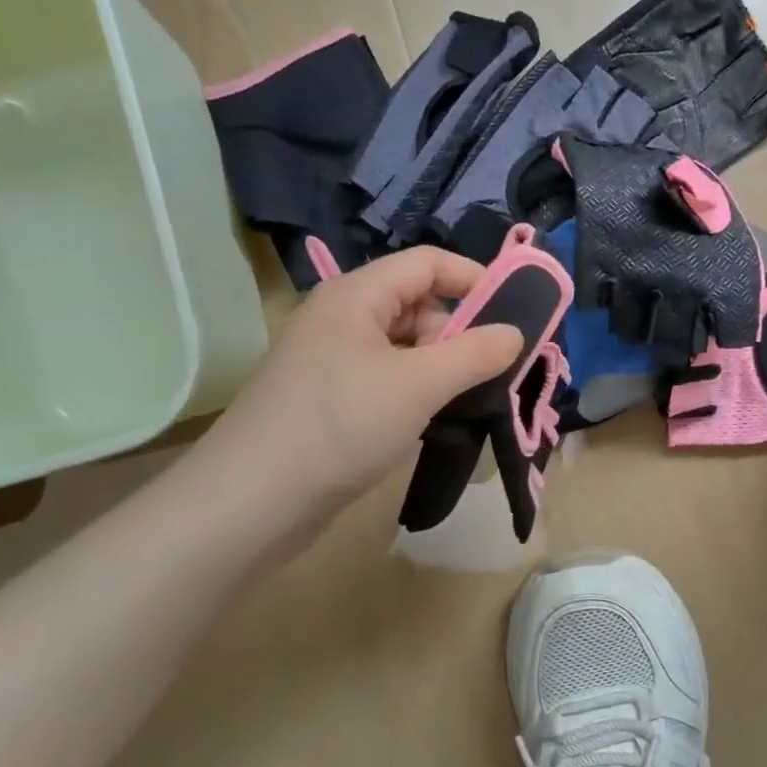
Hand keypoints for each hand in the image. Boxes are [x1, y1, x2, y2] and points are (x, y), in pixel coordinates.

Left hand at [194, 248, 521, 541]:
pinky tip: (432, 419)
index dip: (474, 278)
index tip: (515, 312)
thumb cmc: (339, 426)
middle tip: (490, 372)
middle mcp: (343, 317)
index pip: (428, 263)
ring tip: (465, 401)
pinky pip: (388, 377)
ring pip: (405, 345)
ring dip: (441, 367)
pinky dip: (417, 390)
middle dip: (459, 332)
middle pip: (418, 304)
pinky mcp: (332, 397)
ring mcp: (333, 359)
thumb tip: (515, 333)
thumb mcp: (419, 385)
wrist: (251, 502)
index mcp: (357, 296)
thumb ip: (475, 354)